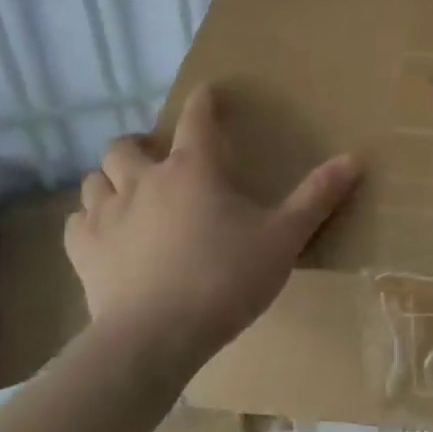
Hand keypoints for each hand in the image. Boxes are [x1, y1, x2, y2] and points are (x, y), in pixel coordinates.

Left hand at [63, 85, 361, 366]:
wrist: (155, 338)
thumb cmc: (225, 279)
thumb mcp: (283, 238)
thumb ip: (317, 197)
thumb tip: (356, 158)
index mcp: (193, 169)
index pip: (196, 118)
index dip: (202, 101)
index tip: (207, 92)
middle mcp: (145, 180)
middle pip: (126, 145)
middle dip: (140, 144)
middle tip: (157, 158)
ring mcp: (107, 215)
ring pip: (95, 178)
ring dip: (110, 179)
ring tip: (128, 193)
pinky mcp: (84, 252)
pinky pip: (77, 221)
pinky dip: (90, 219)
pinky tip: (104, 233)